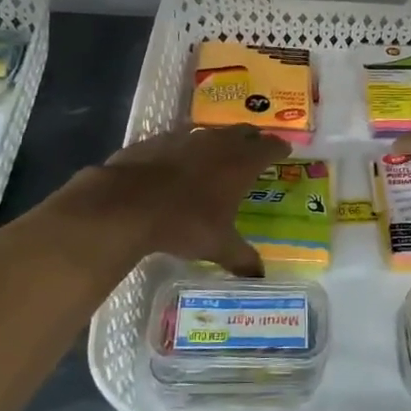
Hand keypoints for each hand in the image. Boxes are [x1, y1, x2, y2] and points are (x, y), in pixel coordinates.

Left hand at [58, 125, 289, 275]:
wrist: (126, 204)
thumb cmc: (183, 223)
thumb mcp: (217, 246)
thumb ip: (242, 258)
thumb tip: (259, 277)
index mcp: (240, 164)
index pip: (269, 147)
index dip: (278, 148)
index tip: (284, 149)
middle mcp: (217, 143)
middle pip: (242, 132)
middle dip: (252, 138)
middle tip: (256, 148)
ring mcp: (185, 138)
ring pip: (211, 132)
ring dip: (219, 140)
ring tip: (219, 153)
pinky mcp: (156, 140)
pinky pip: (179, 139)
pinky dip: (185, 148)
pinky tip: (178, 162)